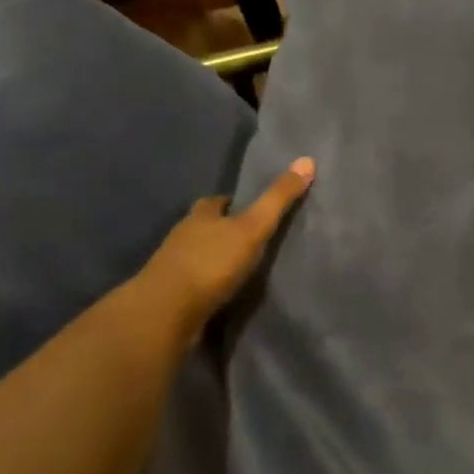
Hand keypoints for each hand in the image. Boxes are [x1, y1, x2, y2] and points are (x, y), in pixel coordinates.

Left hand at [139, 158, 314, 333]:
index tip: (252, 208)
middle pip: (205, 227)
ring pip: (198, 256)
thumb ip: (278, 198)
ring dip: (216, 260)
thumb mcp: (253, 227)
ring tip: (244, 268)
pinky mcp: (171, 297)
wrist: (165, 314)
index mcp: (199, 216)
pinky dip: (209, 286)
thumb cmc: (211, 262)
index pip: (215, 202)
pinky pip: (194, 285)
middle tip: (252, 238)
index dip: (232, 203)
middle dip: (223, 231)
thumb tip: (307, 159)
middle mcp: (182, 237)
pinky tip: (225, 294)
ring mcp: (173, 268)